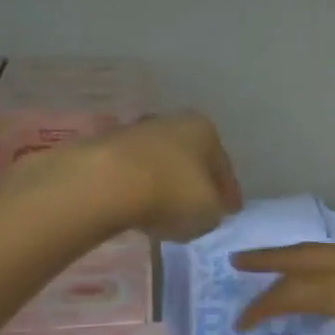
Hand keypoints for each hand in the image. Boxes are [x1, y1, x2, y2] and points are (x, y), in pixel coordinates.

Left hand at [84, 112, 241, 241]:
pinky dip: (138, 190)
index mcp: (204, 130)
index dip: (229, 193)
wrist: (105, 184)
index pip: (223, 166)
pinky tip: (137, 209)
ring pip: (160, 165)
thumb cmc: (171, 193)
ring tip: (164, 213)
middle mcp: (172, 122)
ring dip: (164, 185)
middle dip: (194, 183)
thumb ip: (215, 211)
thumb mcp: (209, 213)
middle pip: (190, 160)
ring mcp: (135, 132)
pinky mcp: (104, 149)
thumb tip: (208, 210)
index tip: (230, 213)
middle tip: (198, 210)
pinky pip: (132, 175)